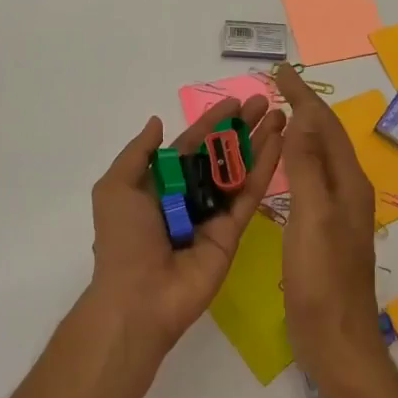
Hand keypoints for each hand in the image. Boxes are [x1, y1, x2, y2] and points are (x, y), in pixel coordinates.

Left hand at [88, 94, 285, 360]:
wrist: (139, 297)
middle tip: (266, 102)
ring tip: (281, 116)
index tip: (235, 101)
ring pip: (241, 170)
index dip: (212, 122)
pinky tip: (279, 145)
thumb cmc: (123, 238)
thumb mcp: (116, 187)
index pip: (192, 144)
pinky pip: (249, 195)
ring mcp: (214, 213)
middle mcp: (190, 195)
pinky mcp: (233, 232)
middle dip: (242, 127)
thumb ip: (138, 153)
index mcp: (162, 183)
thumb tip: (156, 121)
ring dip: (260, 142)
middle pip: (221, 153)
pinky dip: (265, 169)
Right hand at [269, 65, 386, 390]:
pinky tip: (285, 165)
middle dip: (304, 106)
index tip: (280, 70)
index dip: (303, 96)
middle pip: (326, 136)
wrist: (338, 341)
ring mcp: (339, 212)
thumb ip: (308, 167)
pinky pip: (312, 179)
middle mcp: (348, 191)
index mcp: (348, 183)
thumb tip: (302, 115)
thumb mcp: (312, 218)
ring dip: (302, 130)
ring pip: (320, 156)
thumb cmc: (322, 280)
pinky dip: (298, 159)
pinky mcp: (325, 231)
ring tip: (279, 113)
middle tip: (278, 84)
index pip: (324, 125)